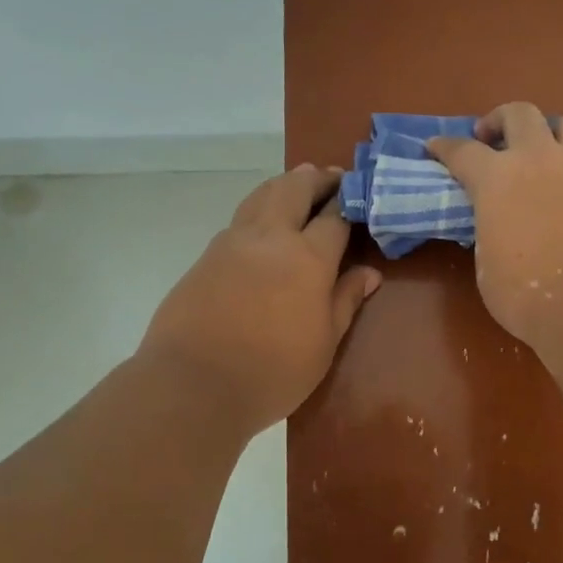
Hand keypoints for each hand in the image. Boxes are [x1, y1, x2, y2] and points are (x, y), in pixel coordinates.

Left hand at [141, 165, 381, 435]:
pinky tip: (264, 225)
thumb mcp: (324, 343)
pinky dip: (259, 208)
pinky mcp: (206, 256)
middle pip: (294, 188)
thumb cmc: (273, 371)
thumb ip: (346, 300)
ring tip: (299, 185)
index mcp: (307, 257)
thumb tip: (369, 273)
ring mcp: (232, 243)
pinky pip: (239, 219)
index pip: (335, 215)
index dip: (350, 201)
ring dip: (285, 184)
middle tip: (332, 177)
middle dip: (316, 178)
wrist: (193, 385)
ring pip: (261, 195)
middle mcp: (270, 238)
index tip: (361, 193)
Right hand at [429, 103, 562, 342]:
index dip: (444, 146)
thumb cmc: (528, 294)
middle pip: (519, 114)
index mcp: (497, 179)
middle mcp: (539, 160)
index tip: (434, 146)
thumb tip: (499, 226)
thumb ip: (490, 232)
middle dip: (499, 120)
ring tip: (546, 151)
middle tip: (492, 138)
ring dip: (552, 131)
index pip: (462, 151)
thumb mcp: (488, 265)